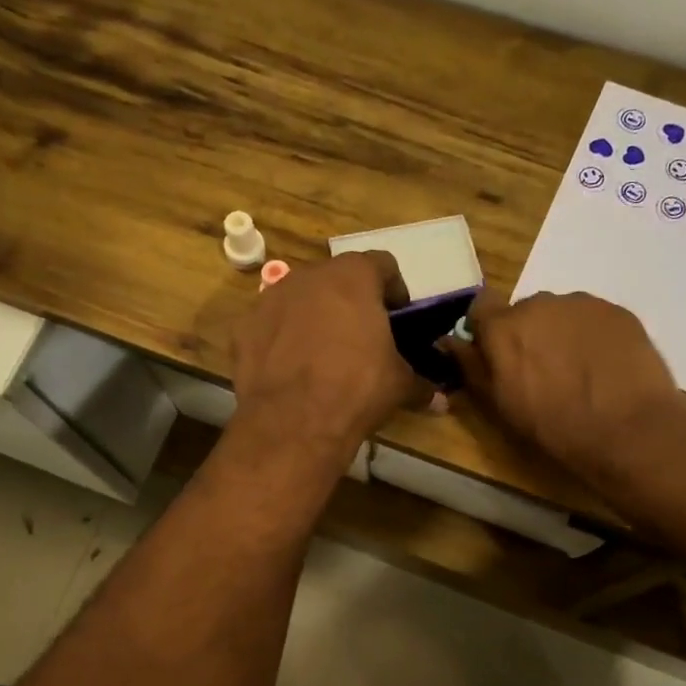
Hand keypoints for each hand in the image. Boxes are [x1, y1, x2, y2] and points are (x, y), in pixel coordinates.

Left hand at [231, 252, 428, 458]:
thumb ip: (420, 385)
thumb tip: (442, 402)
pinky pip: (270, 326)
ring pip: (299, 298)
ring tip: (323, 352)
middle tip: (361, 333)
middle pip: (336, 278)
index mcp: (353, 277)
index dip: (394, 288)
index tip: (399, 313)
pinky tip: (290, 368)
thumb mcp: (398, 385)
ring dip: (313, 316)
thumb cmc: (357, 389)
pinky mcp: (243, 327)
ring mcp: (270, 299)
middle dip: (350, 301)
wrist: (293, 421)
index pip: (382, 264)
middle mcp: (309, 276)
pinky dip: (281, 339)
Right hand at [448, 291, 681, 479]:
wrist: (628, 430)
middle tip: (540, 370)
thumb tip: (447, 341)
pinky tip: (603, 366)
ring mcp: (582, 304)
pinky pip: (592, 318)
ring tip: (577, 370)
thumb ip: (471, 366)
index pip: (480, 306)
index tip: (494, 353)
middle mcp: (540, 303)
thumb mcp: (500, 404)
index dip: (485, 328)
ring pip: (560, 313)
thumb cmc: (553, 426)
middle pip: (523, 311)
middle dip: (526, 334)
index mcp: (504, 326)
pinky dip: (591, 336)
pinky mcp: (617, 311)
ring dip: (559, 333)